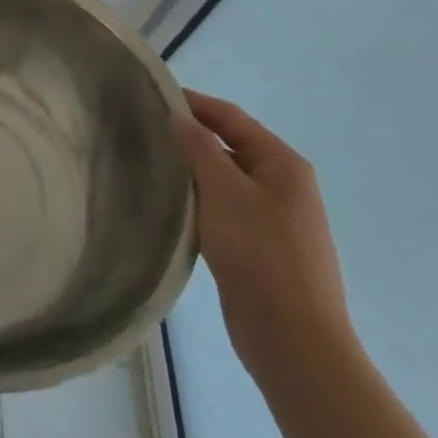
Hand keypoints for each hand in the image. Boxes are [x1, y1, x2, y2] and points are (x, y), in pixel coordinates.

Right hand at [173, 90, 355, 384]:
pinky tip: (174, 206)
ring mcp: (275, 219)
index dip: (193, 103)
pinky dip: (200, 200)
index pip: (231, 117)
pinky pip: (225, 209)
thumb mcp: (223, 191)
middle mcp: (284, 185)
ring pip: (225, 179)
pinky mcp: (262, 248)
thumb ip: (198, 146)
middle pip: (229, 146)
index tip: (150, 96)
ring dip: (193, 170)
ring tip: (151, 165)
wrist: (294, 340)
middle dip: (189, 136)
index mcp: (283, 164)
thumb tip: (178, 115)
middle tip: (143, 131)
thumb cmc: (260, 254)